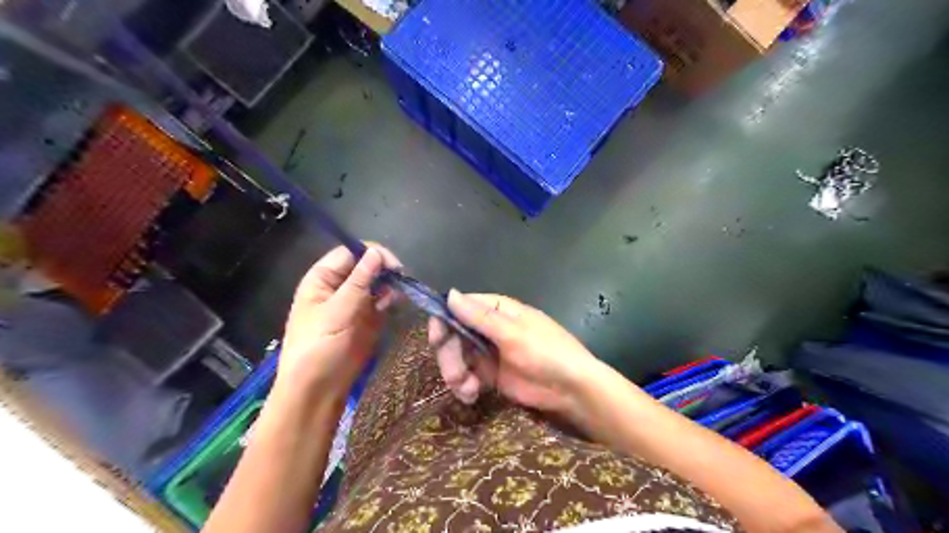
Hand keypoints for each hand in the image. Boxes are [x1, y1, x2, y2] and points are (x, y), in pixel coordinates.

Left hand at [278, 244, 404, 402]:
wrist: (319, 389)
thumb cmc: (319, 347)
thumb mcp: (337, 310)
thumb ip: (359, 281)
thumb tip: (376, 252)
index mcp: (323, 279)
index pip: (350, 253)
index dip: (372, 253)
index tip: (393, 265)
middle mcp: (339, 287)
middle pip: (366, 266)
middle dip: (384, 270)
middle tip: (401, 279)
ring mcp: (355, 303)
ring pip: (377, 283)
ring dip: (390, 285)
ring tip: (398, 294)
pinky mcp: (368, 319)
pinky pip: (383, 301)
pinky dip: (391, 299)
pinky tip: (396, 303)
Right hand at [428, 291, 603, 415]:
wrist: (571, 390)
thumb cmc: (547, 353)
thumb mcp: (513, 334)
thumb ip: (480, 317)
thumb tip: (450, 294)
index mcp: (497, 310)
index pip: (460, 307)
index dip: (444, 319)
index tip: (435, 338)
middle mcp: (488, 328)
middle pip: (453, 334)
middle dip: (449, 355)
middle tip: (454, 375)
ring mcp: (488, 352)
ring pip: (456, 357)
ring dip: (455, 373)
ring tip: (466, 390)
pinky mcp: (489, 375)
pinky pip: (466, 376)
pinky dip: (464, 386)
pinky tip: (471, 395)